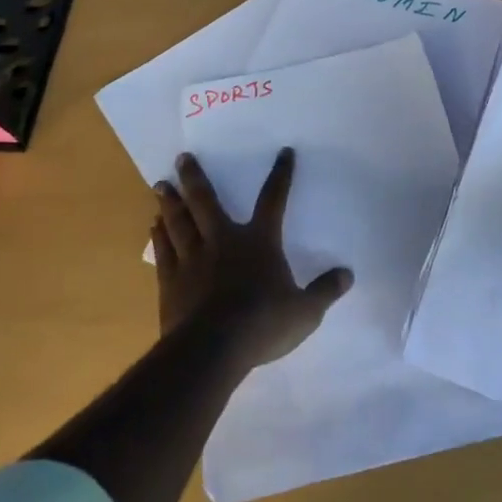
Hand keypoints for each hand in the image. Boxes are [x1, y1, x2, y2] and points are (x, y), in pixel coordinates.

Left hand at [153, 148, 351, 370]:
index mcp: (259, 241)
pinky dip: (159, 236)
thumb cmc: (262, 324)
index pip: (274, 200)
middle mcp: (223, 241)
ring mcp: (193, 260)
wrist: (211, 349)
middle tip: (182, 157)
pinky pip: (164, 251)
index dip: (281, 175)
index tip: (284, 152)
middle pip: (207, 202)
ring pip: (180, 222)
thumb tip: (348, 274)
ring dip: (171, 202)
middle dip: (195, 178)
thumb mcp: (304, 312)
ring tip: (160, 184)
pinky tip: (154, 225)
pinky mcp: (170, 282)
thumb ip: (325, 291)